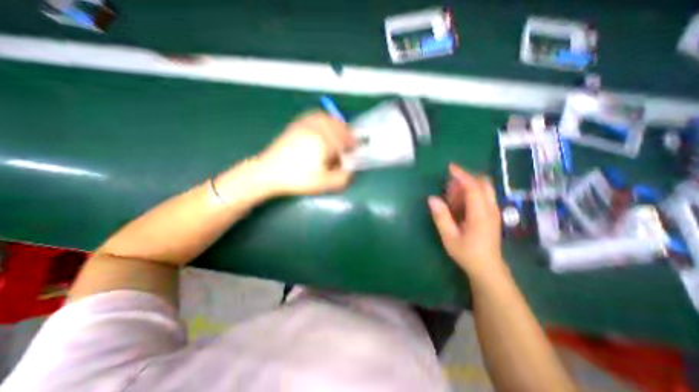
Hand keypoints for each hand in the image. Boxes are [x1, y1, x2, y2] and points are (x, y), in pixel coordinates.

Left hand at [256, 110, 355, 195]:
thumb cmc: (297, 178)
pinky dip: (323, 119)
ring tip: (337, 135)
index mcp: (323, 141)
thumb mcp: (323, 184)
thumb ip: (343, 178)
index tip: (354, 151)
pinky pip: (314, 116)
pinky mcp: (296, 125)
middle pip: (338, 125)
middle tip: (347, 145)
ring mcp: (304, 124)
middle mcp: (315, 128)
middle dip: (346, 134)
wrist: (268, 173)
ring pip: (327, 118)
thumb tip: (351, 170)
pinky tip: (323, 127)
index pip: (345, 138)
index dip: (352, 144)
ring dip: (336, 126)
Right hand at [426, 164, 508, 280]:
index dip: (462, 175)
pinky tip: (459, 204)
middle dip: (466, 178)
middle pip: (483, 184)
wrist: (488, 269)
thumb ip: (441, 217)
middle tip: (449, 185)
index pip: (473, 187)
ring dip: (468, 186)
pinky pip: (483, 196)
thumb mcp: (449, 237)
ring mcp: (494, 212)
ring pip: (484, 189)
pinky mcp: (492, 215)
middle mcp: (491, 209)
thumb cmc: (468, 254)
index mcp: (481, 214)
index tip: (450, 167)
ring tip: (451, 196)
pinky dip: (471, 193)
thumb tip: (432, 199)